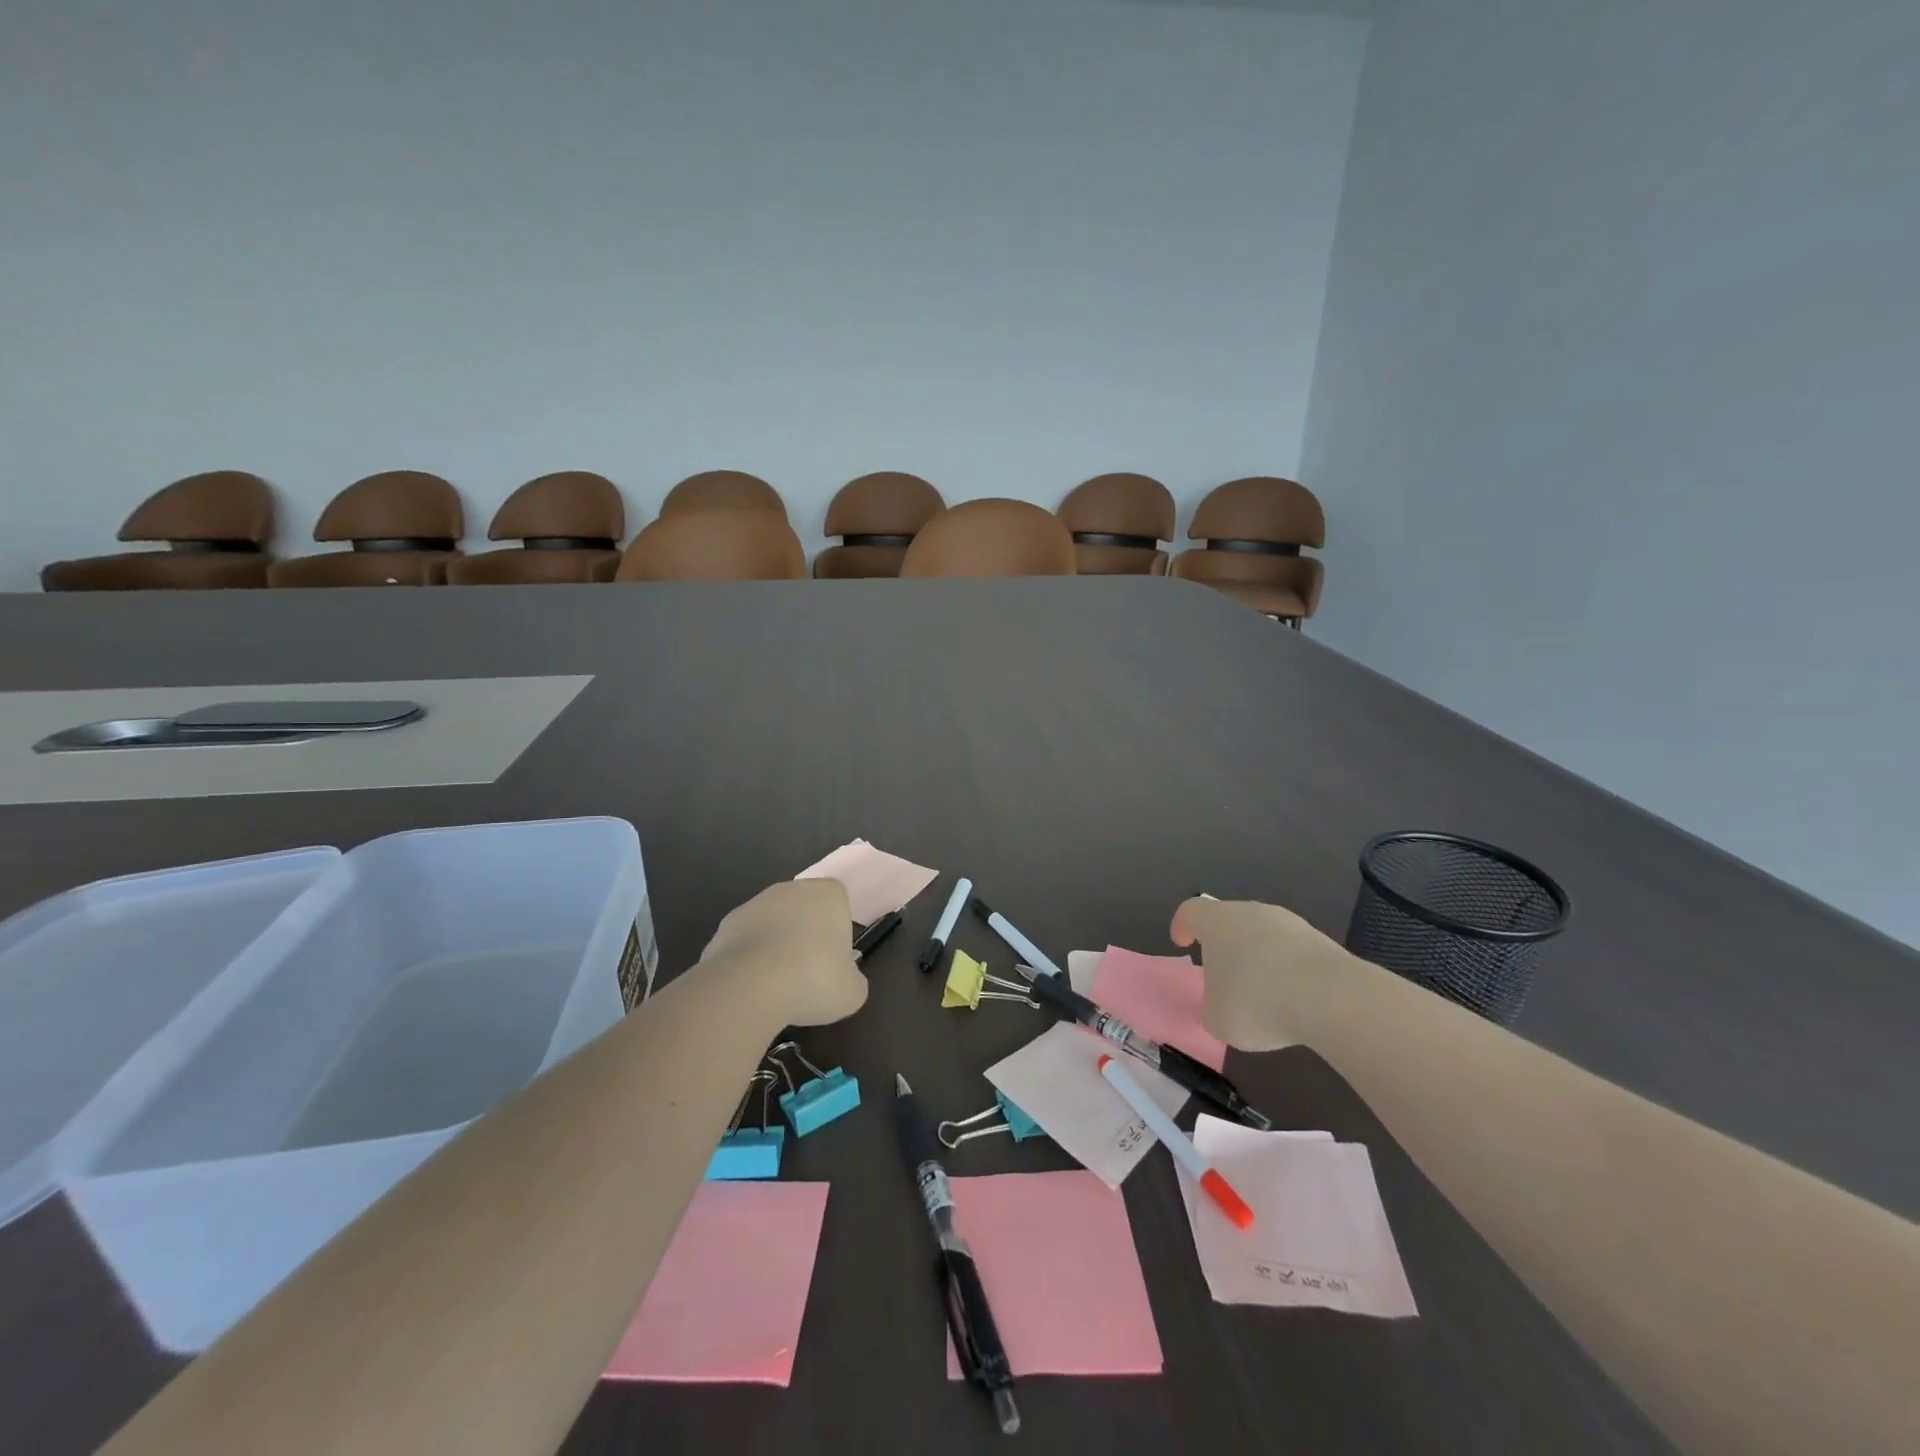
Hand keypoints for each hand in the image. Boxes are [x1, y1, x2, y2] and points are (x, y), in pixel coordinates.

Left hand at [699, 878, 869, 1026]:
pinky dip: (749, 958)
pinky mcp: (725, 925)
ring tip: (776, 984)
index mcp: (828, 895)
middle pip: (803, 907)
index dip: (837, 926)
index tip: (834, 956)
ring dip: (775, 944)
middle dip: (805, 933)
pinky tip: (751, 985)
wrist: (748, 986)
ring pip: (773, 922)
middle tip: (808, 971)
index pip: (838, 899)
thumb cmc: (813, 980)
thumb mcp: (851, 992)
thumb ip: (853, 980)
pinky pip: (746, 940)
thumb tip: (845, 979)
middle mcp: (791, 889)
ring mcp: (755, 904)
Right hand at [1170, 897, 1357, 1050]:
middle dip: (1224, 946)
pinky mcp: (1321, 941)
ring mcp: (1290, 923)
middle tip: (1222, 976)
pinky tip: (1292, 1000)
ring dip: (1258, 958)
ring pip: (1264, 936)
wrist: (1331, 998)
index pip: (1191, 911)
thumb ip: (1211, 1008)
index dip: (1183, 925)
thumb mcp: (1217, 1018)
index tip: (1182, 942)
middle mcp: (1251, 912)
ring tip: (1262, 994)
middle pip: (1230, 921)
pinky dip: (1287, 971)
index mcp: (1216, 921)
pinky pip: (1292, 953)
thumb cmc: (1256, 1001)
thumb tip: (1220, 1005)